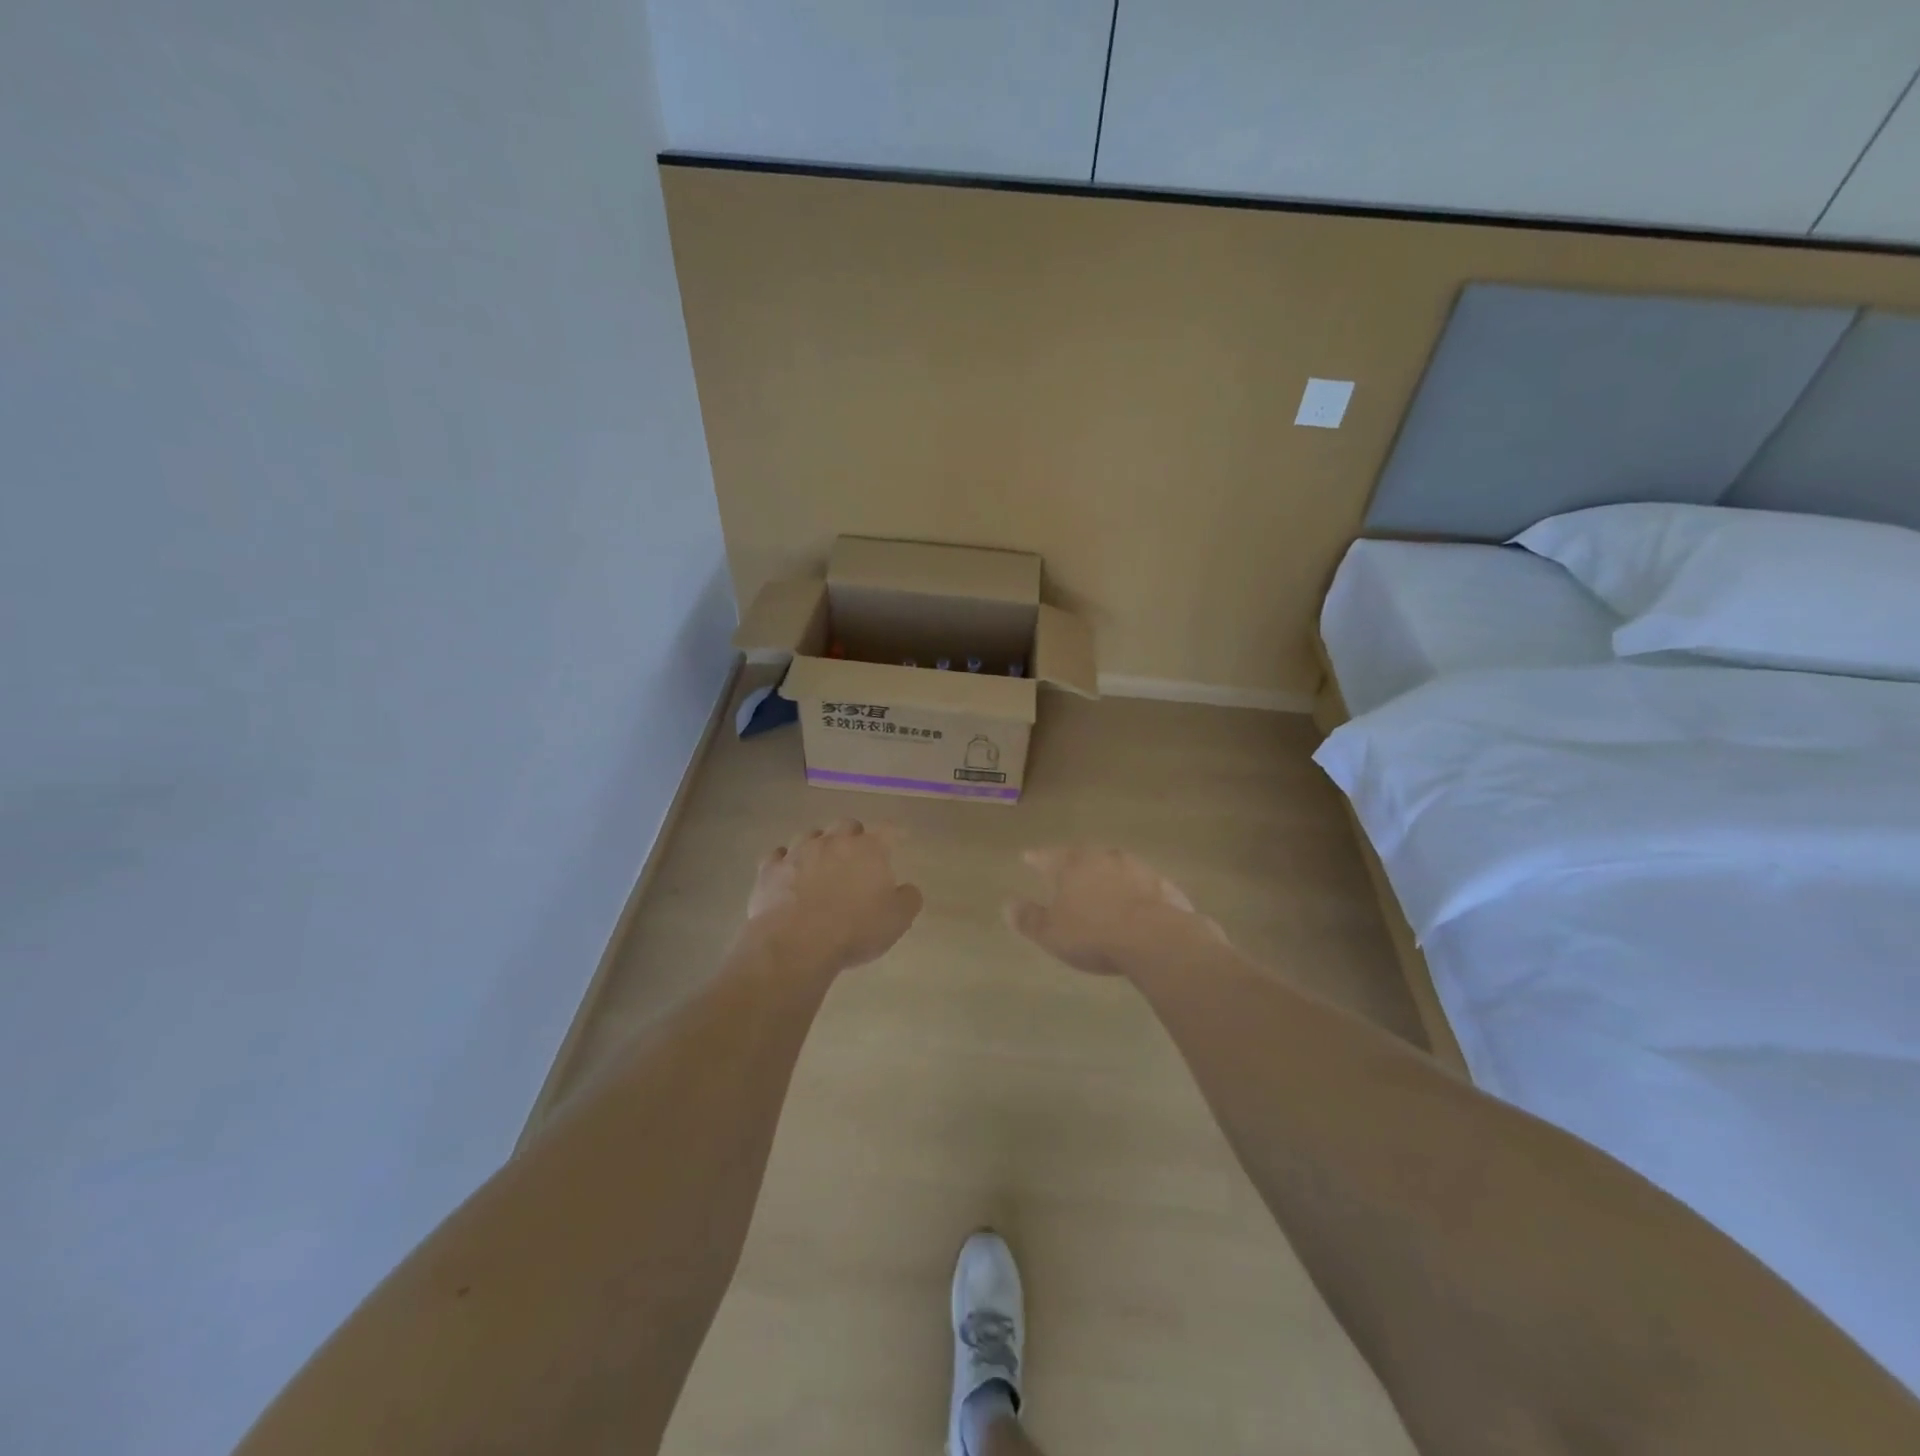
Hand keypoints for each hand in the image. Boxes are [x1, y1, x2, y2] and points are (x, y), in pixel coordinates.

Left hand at [740, 819, 922, 978]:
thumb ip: (908, 899)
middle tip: (856, 856)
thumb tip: (908, 888)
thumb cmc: (854, 930)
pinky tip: (786, 873)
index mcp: (868, 849)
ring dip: (817, 846)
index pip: (888, 830)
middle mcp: (833, 841)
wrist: (796, 944)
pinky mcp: (770, 869)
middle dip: (852, 835)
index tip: (896, 840)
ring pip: (810, 835)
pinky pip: (777, 856)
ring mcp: (798, 852)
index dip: (893, 834)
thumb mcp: (897, 921)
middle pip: (846, 824)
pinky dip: (784, 861)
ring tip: (819, 865)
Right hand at [1006, 846, 1227, 976]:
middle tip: (1068, 872)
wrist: (1157, 939)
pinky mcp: (1164, 886)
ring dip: (1107, 877)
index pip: (1048, 857)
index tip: (1027, 857)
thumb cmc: (1094, 933)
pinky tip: (1135, 908)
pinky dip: (1134, 893)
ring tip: (1102, 890)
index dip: (1036, 859)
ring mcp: (1138, 869)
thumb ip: (1028, 918)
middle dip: (1075, 865)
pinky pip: (1142, 886)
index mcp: (1074, 864)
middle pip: (1084, 857)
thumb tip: (1007, 904)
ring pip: (1115, 868)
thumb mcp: (1051, 932)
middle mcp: (1105, 857)